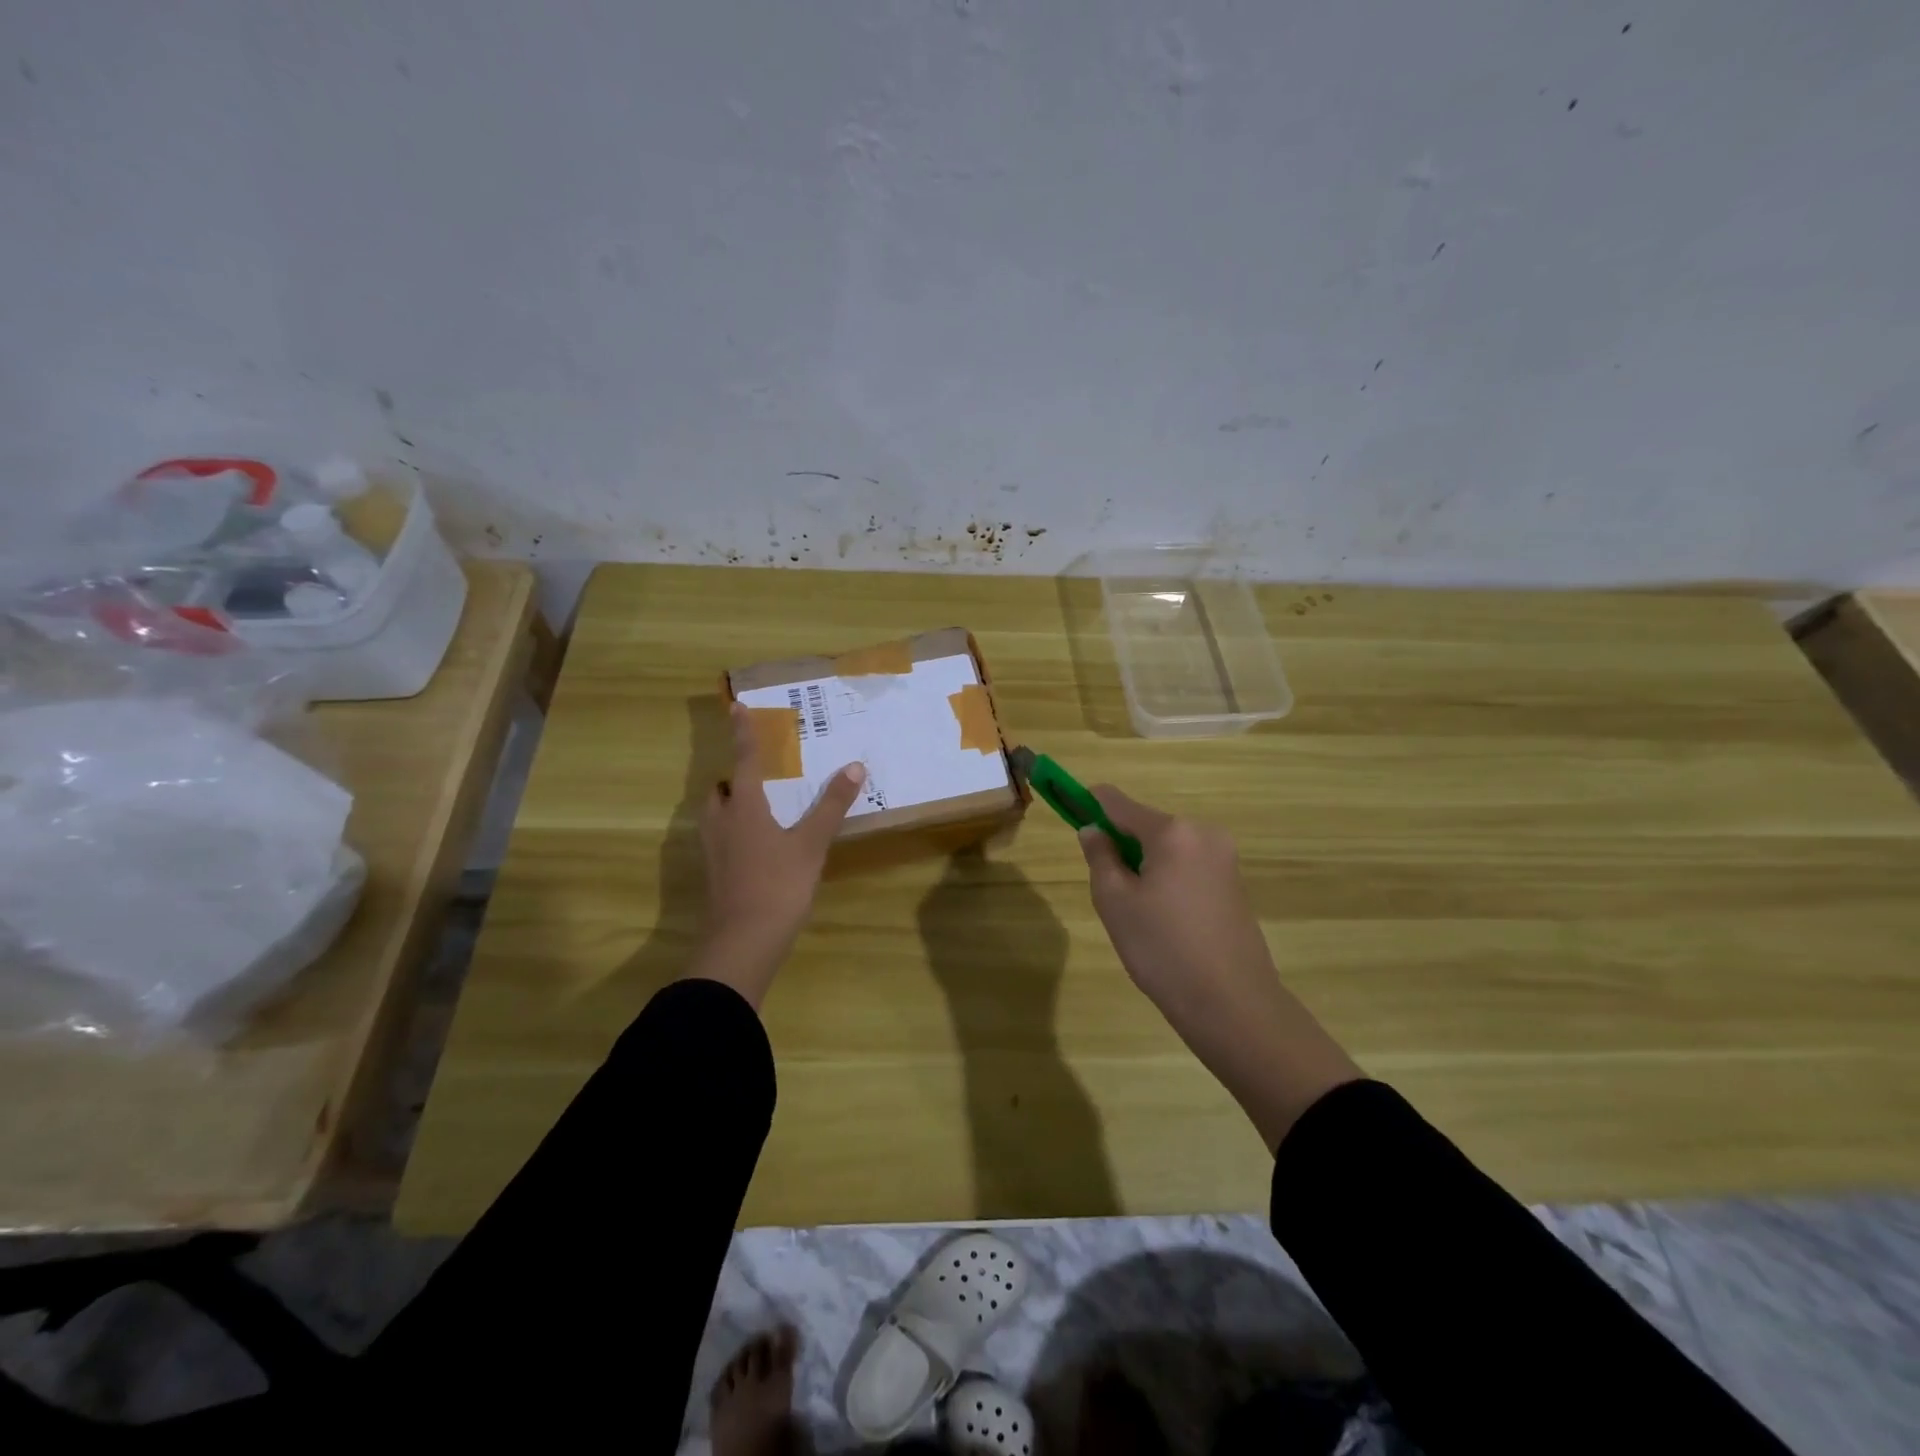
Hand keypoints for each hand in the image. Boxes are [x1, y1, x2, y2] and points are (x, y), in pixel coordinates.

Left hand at [689, 703, 865, 1006]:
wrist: (743, 941)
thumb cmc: (779, 885)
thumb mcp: (812, 844)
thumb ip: (832, 805)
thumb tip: (854, 766)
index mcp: (744, 807)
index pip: (744, 759)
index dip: (743, 733)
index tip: (736, 706)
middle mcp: (721, 821)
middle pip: (721, 789)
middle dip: (736, 777)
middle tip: (763, 776)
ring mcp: (713, 850)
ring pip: (717, 814)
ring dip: (732, 804)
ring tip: (762, 808)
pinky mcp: (714, 873)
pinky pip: (720, 837)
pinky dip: (735, 830)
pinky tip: (758, 846)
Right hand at [1079, 786, 1361, 1148]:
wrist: (1232, 1004)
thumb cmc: (1162, 949)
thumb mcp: (1115, 902)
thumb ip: (1099, 856)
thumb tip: (1093, 830)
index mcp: (1172, 832)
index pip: (1119, 803)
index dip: (1090, 803)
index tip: (1069, 810)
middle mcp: (1203, 833)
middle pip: (1146, 825)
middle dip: (1121, 845)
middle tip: (1109, 890)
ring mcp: (1224, 858)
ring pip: (1167, 848)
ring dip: (1144, 864)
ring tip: (1138, 914)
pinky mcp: (1234, 883)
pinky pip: (1187, 866)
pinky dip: (1167, 879)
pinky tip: (1164, 921)